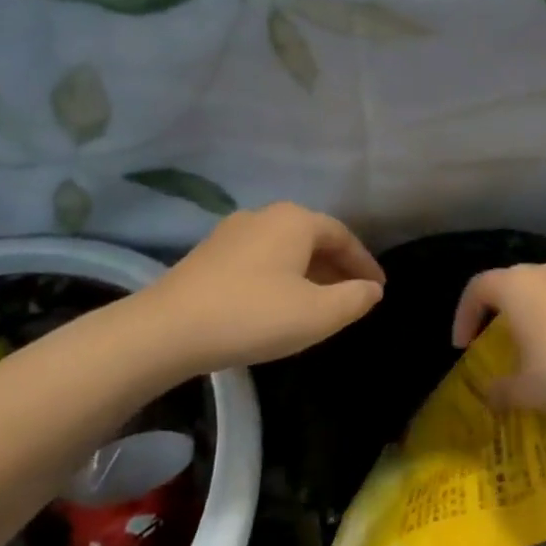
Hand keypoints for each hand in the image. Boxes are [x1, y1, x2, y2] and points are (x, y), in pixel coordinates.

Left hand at [124, 204, 384, 375]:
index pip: (343, 236)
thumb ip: (353, 299)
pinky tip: (277, 301)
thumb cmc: (253, 315)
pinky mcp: (209, 253)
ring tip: (318, 301)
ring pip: (285, 248)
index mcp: (296, 220)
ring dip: (308, 271)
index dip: (364, 263)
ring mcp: (233, 232)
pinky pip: (260, 258)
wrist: (166, 330)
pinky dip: (280, 275)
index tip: (378, 289)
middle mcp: (266, 215)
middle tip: (352, 294)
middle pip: (313, 238)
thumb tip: (372, 289)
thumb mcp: (317, 314)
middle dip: (336, 266)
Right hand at [450, 258, 545, 417]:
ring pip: (544, 289)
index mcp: (517, 285)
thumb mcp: (527, 389)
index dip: (464, 315)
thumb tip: (489, 395)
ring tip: (534, 346)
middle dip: (498, 312)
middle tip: (495, 342)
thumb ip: (501, 390)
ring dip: (532, 313)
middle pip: (511, 283)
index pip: (477, 287)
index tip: (464, 346)